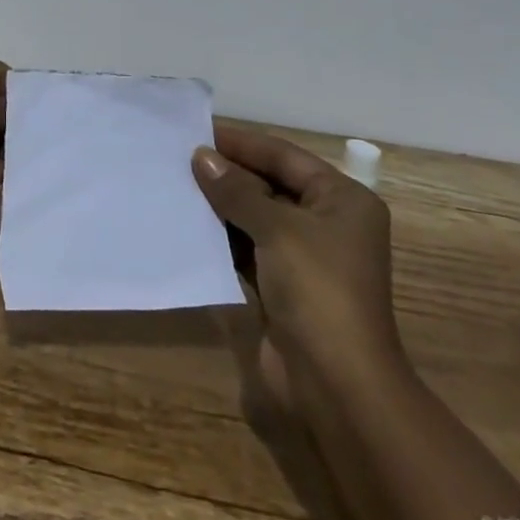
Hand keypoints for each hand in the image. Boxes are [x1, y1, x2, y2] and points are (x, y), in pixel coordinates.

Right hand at [192, 125, 405, 412]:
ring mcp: (305, 259)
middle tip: (179, 159)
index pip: (284, 156)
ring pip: (255, 217)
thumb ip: (236, 189)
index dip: (241, 143)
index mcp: (342, 200)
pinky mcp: (283, 288)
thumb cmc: (317, 290)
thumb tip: (200, 156)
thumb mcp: (276, 228)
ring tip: (176, 186)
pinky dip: (222, 237)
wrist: (337, 387)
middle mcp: (327, 224)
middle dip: (227, 174)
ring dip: (220, 205)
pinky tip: (188, 225)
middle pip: (270, 184)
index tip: (196, 132)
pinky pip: (248, 249)